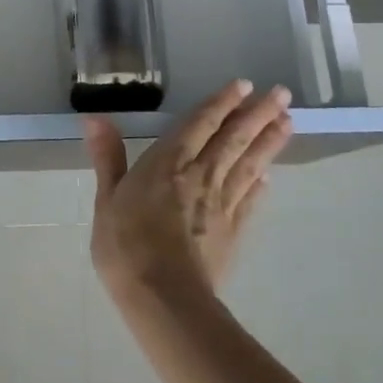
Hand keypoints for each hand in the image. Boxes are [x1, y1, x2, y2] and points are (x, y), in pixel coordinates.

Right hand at [85, 80, 291, 303]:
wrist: (164, 298)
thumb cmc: (126, 244)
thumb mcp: (107, 198)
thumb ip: (108, 157)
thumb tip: (95, 118)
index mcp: (168, 162)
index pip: (200, 124)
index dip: (221, 103)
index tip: (244, 85)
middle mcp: (201, 175)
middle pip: (233, 139)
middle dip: (257, 114)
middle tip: (281, 94)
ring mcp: (221, 204)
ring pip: (248, 164)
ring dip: (268, 142)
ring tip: (287, 121)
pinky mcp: (232, 232)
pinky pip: (249, 201)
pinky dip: (260, 185)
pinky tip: (269, 176)